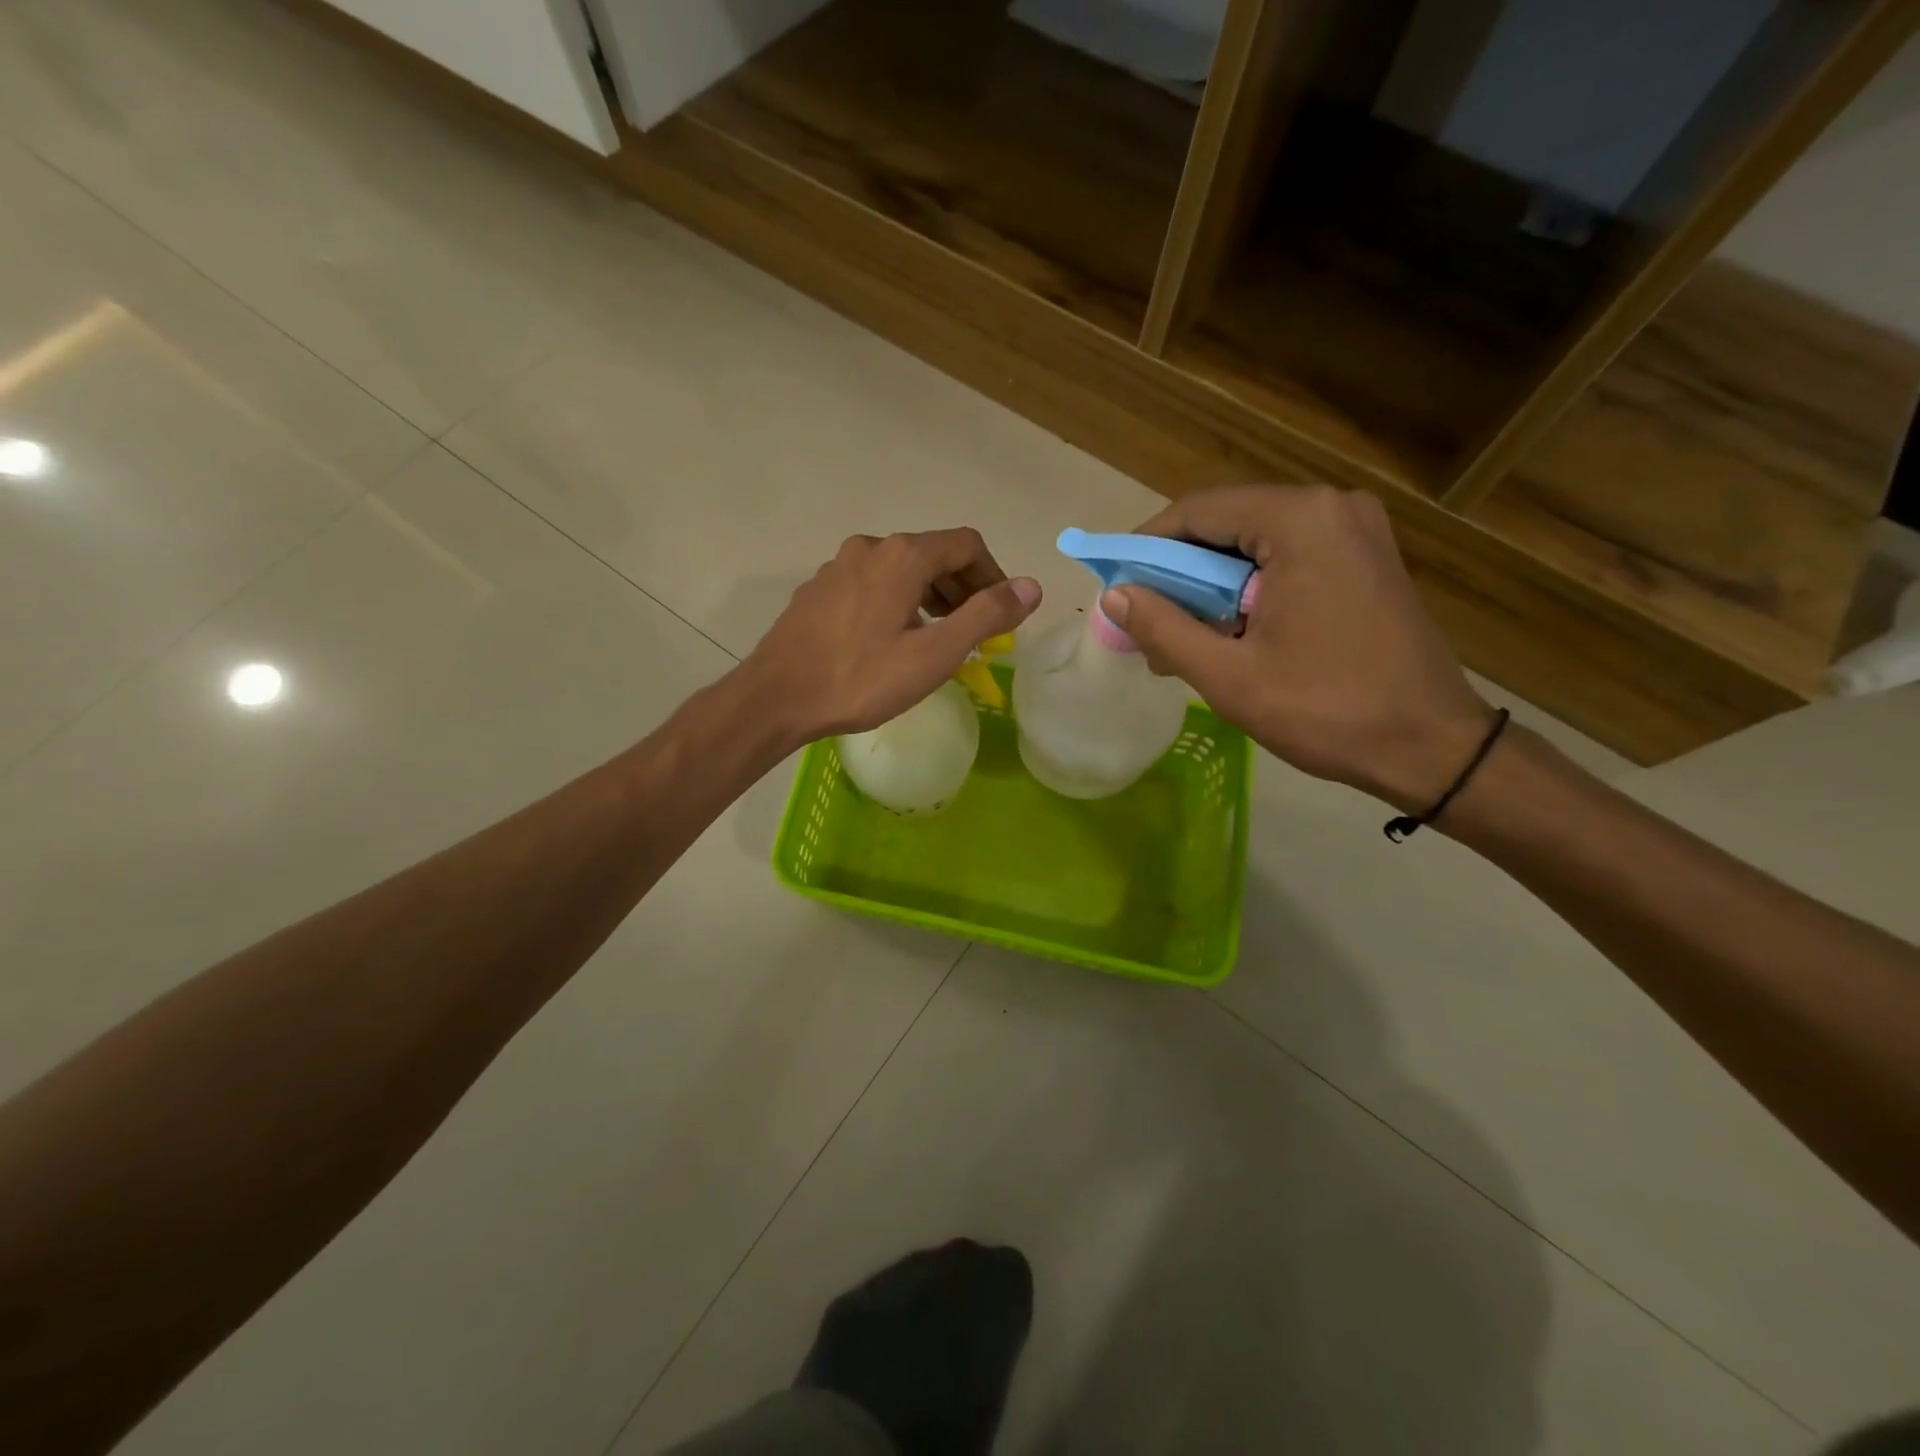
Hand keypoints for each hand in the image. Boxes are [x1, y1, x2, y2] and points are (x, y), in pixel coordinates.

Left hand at [746, 529, 1041, 741]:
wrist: (777, 697)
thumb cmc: (861, 679)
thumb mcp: (934, 654)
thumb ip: (986, 616)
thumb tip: (1031, 587)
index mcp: (903, 555)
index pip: (967, 545)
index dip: (994, 575)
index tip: (1002, 613)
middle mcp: (870, 547)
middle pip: (933, 553)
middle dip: (963, 587)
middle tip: (975, 631)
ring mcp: (838, 566)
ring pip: (900, 569)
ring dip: (930, 595)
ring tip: (938, 637)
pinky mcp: (818, 589)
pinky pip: (871, 584)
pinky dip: (896, 601)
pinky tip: (891, 640)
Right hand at [1101, 485, 1494, 810]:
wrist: (1431, 747)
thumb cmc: (1326, 710)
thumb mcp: (1229, 675)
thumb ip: (1163, 628)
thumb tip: (1113, 595)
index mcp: (1300, 521)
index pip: (1198, 511)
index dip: (1146, 545)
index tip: (1115, 583)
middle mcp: (1331, 508)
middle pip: (1226, 524)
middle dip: (1178, 572)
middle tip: (1145, 622)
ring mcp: (1355, 531)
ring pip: (1253, 545)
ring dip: (1209, 586)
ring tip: (1180, 640)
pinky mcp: (1365, 558)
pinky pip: (1285, 559)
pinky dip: (1246, 591)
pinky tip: (1227, 635)